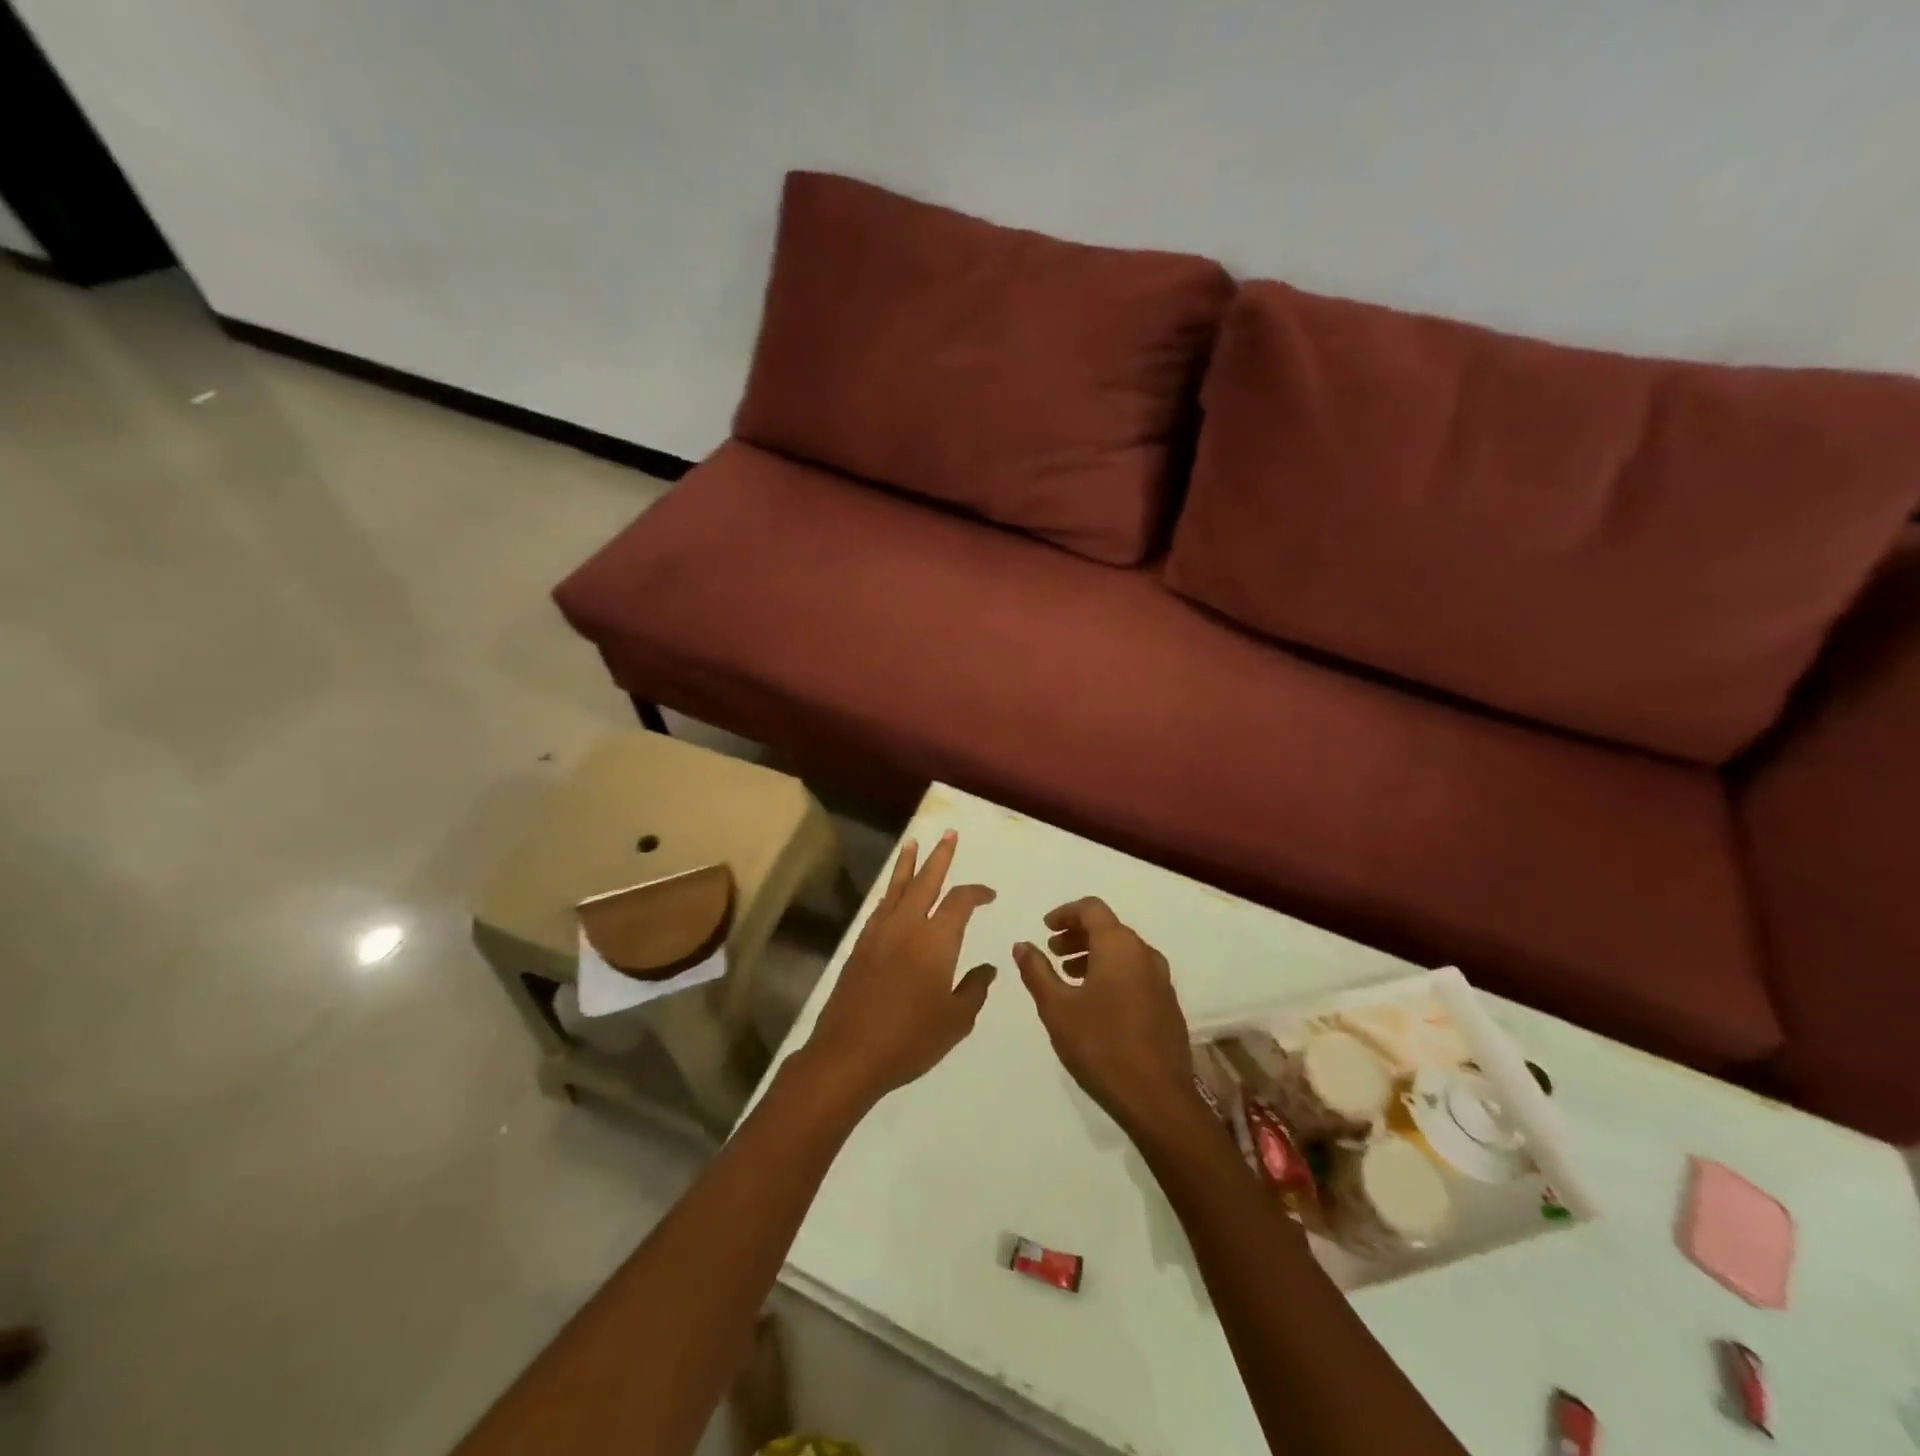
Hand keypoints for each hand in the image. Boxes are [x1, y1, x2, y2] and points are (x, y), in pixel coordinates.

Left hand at [804, 831, 997, 1107]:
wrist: (849, 1054)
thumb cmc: (910, 1039)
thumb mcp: (956, 1020)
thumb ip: (974, 989)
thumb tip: (987, 968)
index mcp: (936, 940)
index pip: (960, 902)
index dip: (977, 893)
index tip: (989, 895)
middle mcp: (907, 926)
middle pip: (926, 881)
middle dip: (940, 856)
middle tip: (948, 835)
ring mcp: (879, 934)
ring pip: (897, 888)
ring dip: (908, 865)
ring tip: (913, 844)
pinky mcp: (860, 947)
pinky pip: (880, 908)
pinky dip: (890, 893)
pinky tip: (892, 894)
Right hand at [1014, 898, 1192, 1134]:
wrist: (1158, 1099)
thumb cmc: (1101, 1045)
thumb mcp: (1057, 1007)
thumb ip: (1037, 971)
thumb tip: (1022, 945)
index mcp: (1119, 946)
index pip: (1091, 908)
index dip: (1065, 913)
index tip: (1045, 928)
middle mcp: (1145, 954)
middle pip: (1109, 928)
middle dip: (1077, 935)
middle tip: (1052, 953)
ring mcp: (1161, 980)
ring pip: (1123, 951)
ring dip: (1094, 955)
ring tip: (1069, 977)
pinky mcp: (1168, 1005)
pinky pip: (1136, 972)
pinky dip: (1112, 973)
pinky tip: (1095, 1002)